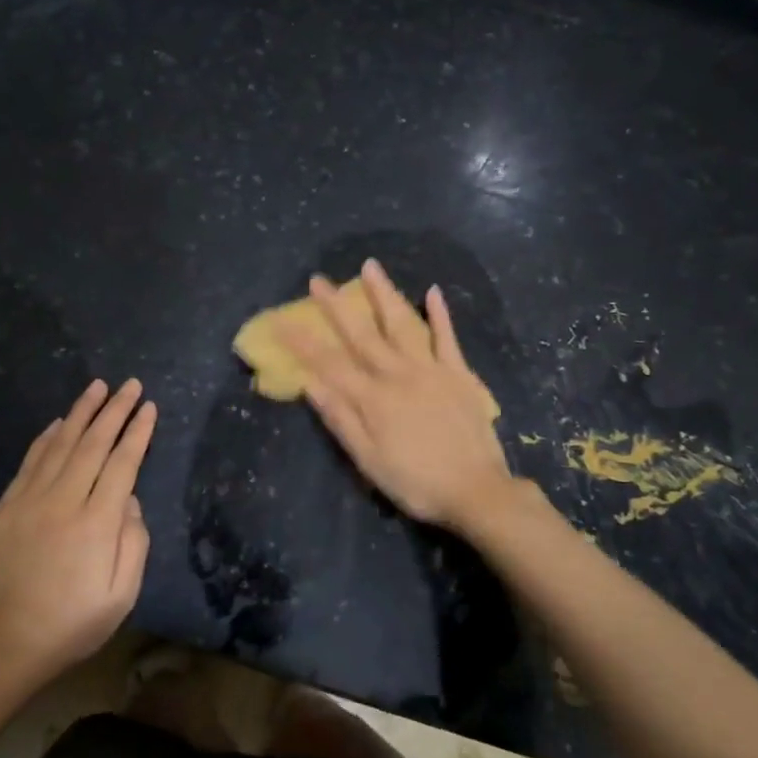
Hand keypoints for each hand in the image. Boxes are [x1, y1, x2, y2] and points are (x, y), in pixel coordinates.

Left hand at [0, 378, 157, 682]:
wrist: (9, 645)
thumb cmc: (74, 623)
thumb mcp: (122, 595)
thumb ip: (134, 542)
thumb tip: (130, 500)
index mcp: (97, 523)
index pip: (123, 464)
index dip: (138, 433)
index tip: (149, 407)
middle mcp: (64, 501)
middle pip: (93, 444)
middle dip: (114, 410)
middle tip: (130, 385)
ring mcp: (31, 501)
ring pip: (60, 445)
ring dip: (81, 413)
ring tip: (97, 387)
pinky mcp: (7, 508)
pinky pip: (30, 463)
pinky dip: (46, 438)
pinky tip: (58, 423)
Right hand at [282, 259, 512, 531]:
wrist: (477, 491)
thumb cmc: (416, 482)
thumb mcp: (368, 461)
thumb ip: (341, 420)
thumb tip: (310, 384)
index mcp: (372, 398)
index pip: (328, 364)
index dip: (302, 342)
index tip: (280, 320)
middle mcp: (398, 374)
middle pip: (362, 334)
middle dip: (336, 306)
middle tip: (318, 280)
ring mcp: (431, 369)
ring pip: (402, 324)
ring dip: (384, 294)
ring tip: (370, 266)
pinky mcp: (459, 374)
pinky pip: (447, 338)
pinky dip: (440, 314)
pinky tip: (432, 291)